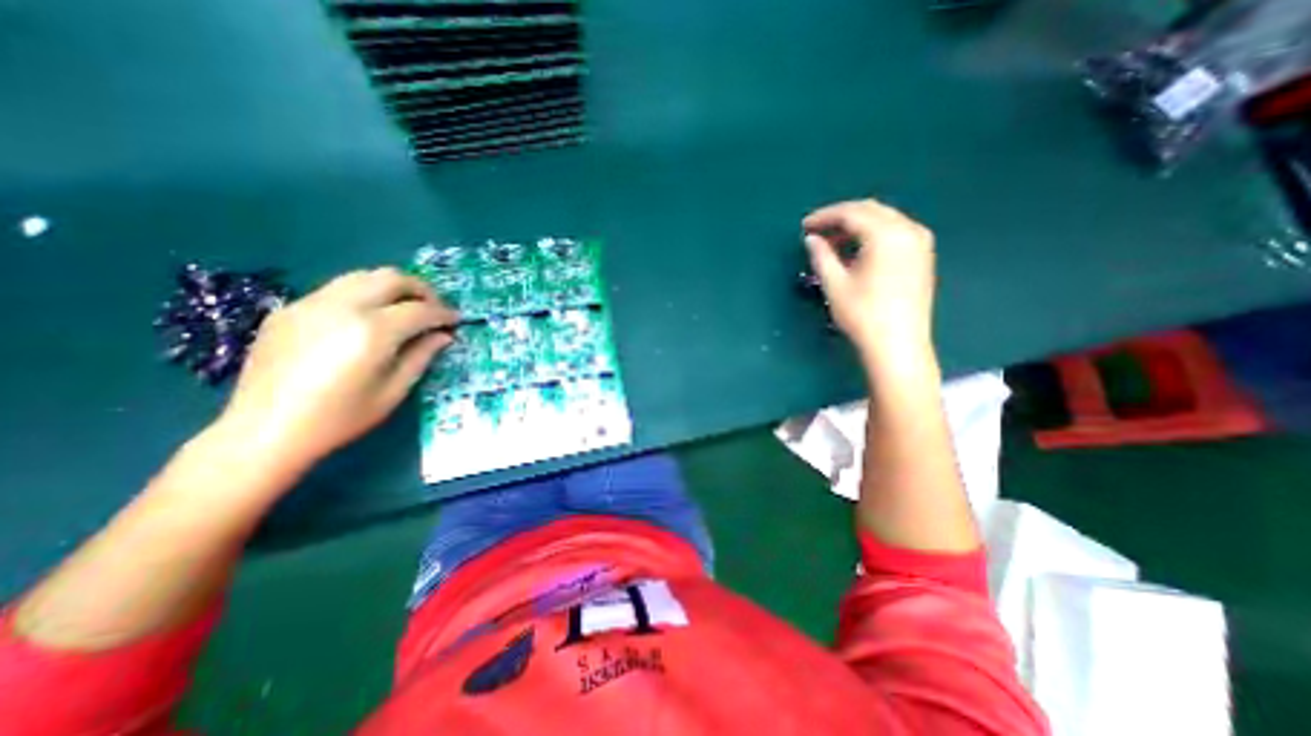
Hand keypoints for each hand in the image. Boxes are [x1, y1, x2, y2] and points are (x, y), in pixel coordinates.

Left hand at [216, 269, 455, 471]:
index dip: (444, 314)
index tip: (456, 321)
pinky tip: (367, 319)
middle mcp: (343, 307)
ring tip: (405, 308)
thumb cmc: (340, 418)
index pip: (420, 309)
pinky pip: (337, 289)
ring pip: (363, 276)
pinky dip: (364, 295)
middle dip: (422, 289)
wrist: (264, 431)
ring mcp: (311, 304)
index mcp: (372, 331)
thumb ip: (422, 356)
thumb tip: (444, 336)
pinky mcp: (290, 309)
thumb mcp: (394, 391)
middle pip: (392, 278)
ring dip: (393, 287)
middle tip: (434, 309)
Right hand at [806, 198, 937, 361]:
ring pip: (885, 220)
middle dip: (841, 217)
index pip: (851, 213)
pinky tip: (858, 251)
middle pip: (871, 210)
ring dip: (857, 226)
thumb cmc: (863, 315)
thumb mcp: (835, 284)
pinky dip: (873, 235)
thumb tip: (812, 239)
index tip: (804, 226)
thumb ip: (822, 255)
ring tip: (834, 243)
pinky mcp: (923, 257)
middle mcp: (909, 231)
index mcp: (887, 234)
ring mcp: (920, 243)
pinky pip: (895, 232)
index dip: (824, 216)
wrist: (898, 345)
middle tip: (817, 232)